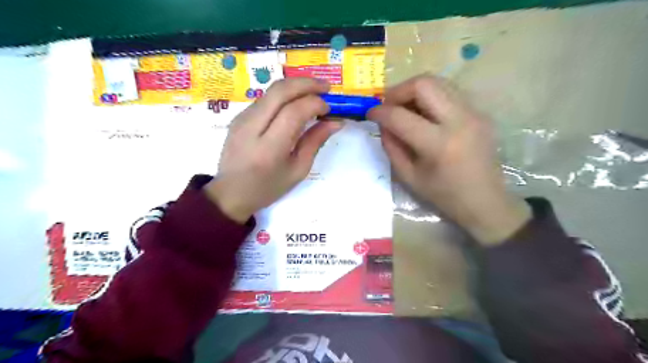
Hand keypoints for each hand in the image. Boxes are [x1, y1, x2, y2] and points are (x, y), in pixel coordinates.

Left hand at [205, 78, 340, 221]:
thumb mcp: (297, 170)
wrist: (230, 192)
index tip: (329, 109)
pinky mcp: (238, 116)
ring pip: (271, 91)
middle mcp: (252, 127)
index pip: (293, 112)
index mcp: (269, 148)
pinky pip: (265, 98)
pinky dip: (284, 95)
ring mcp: (242, 119)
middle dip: (307, 83)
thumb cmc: (268, 187)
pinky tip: (295, 103)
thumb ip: (315, 142)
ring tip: (314, 92)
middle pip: (280, 91)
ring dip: (295, 86)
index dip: (315, 104)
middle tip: (326, 87)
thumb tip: (336, 122)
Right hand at [367, 75, 527, 246]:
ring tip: (404, 108)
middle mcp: (459, 121)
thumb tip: (383, 123)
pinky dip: (431, 97)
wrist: (485, 202)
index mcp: (439, 144)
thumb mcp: (408, 176)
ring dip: (415, 91)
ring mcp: (474, 113)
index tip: (370, 113)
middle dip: (398, 91)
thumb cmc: (444, 195)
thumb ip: (391, 147)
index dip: (380, 112)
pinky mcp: (480, 113)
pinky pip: (450, 93)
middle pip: (424, 84)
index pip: (401, 116)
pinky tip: (424, 114)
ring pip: (439, 82)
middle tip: (388, 106)